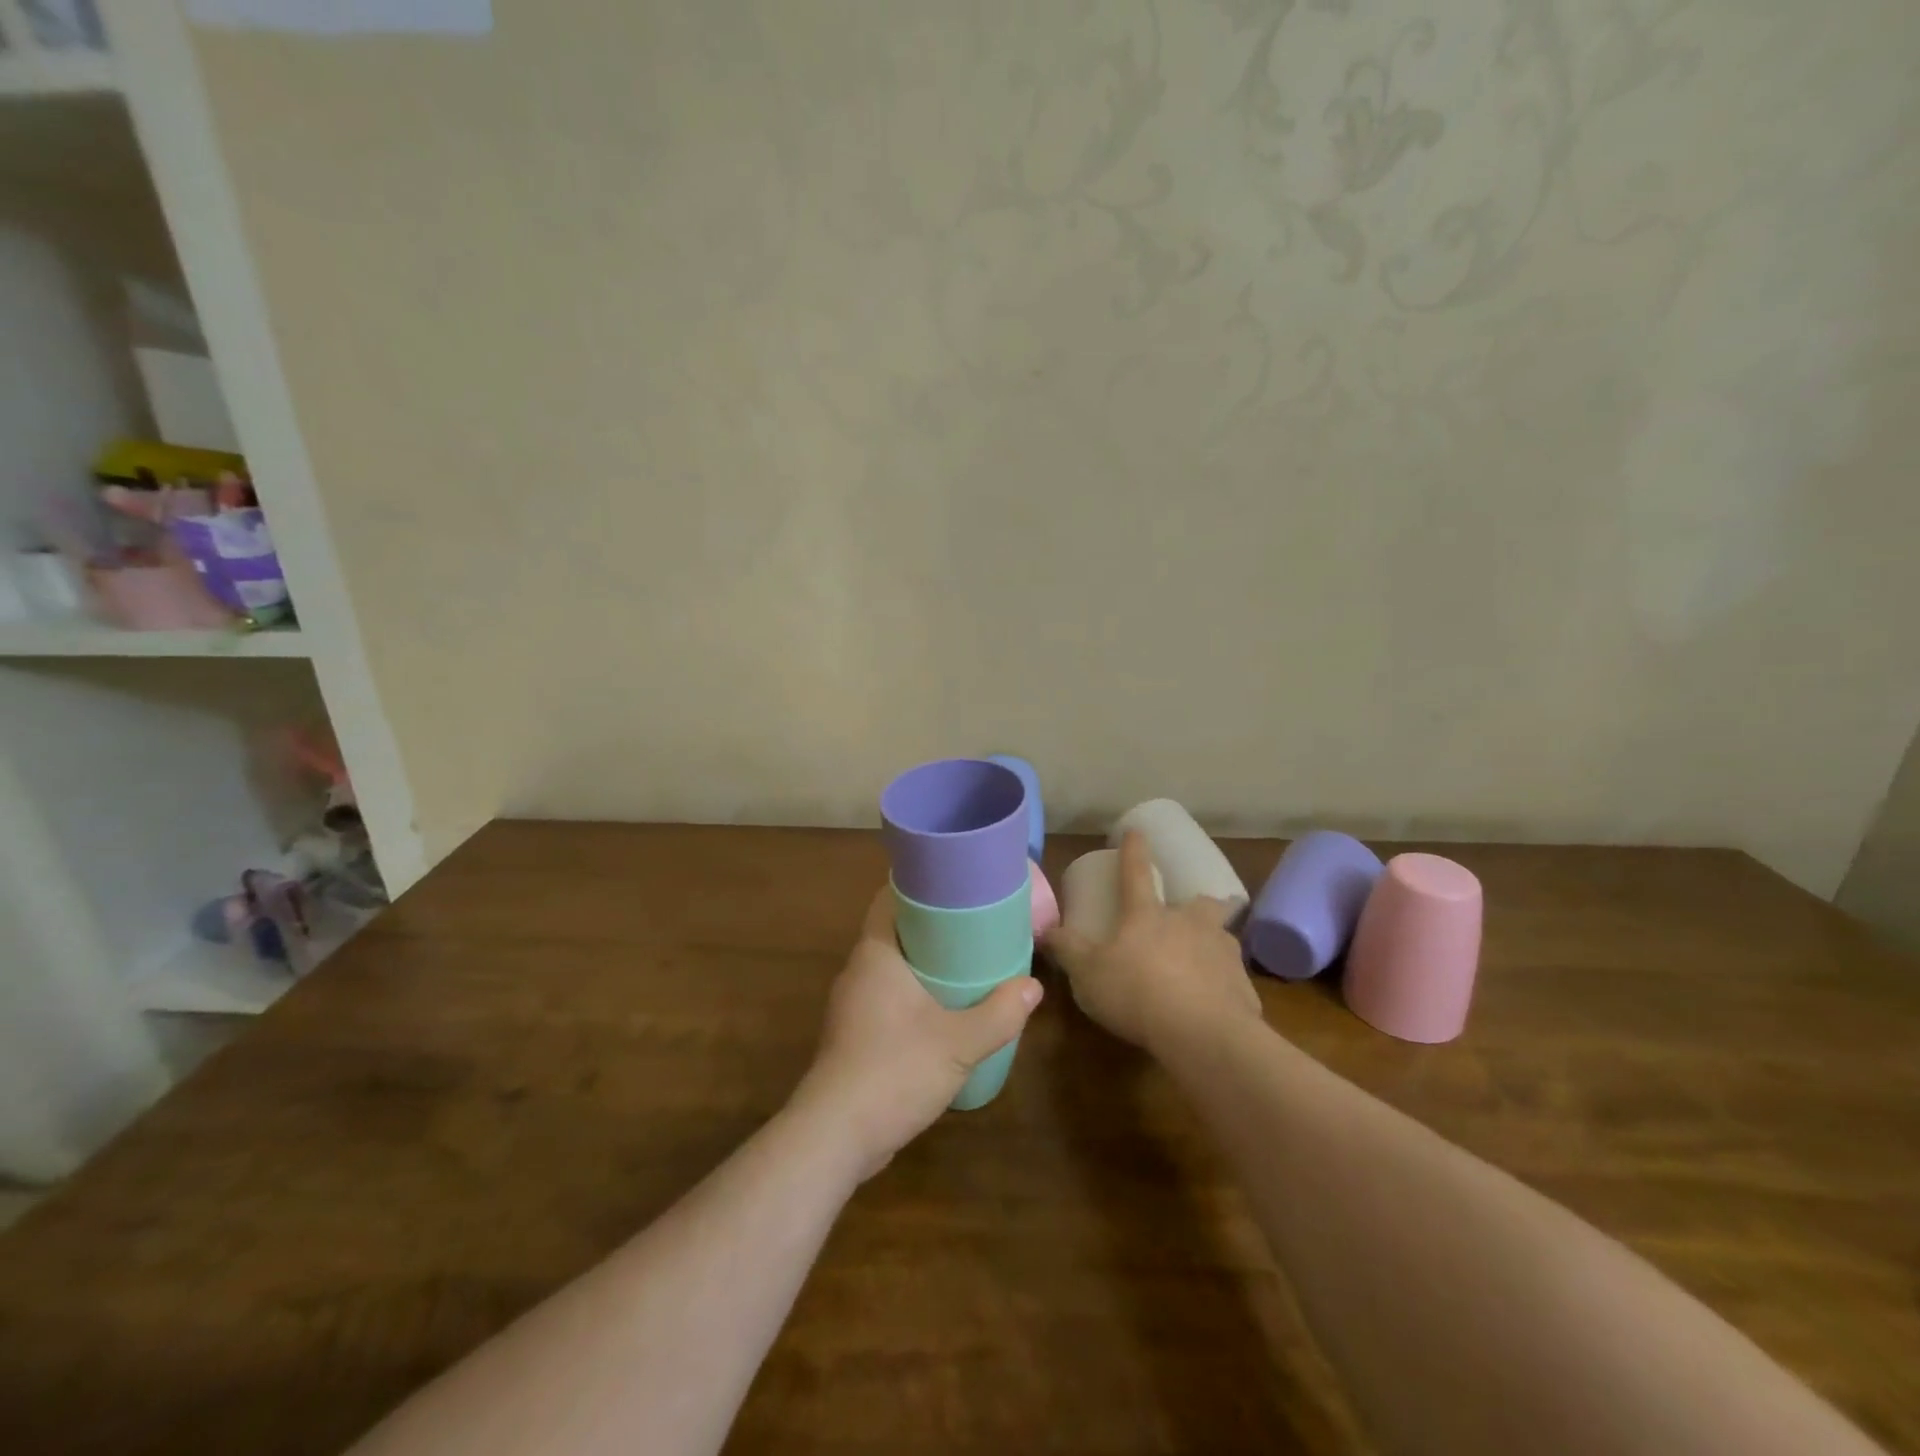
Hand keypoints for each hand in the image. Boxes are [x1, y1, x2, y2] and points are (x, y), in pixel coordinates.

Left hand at [794, 887, 1041, 1178]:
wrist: (835, 1136)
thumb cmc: (894, 1070)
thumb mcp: (959, 1043)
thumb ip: (999, 1014)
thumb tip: (1033, 986)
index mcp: (876, 954)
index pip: (889, 899)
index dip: (920, 886)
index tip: (956, 886)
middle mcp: (859, 971)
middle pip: (896, 932)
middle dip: (933, 928)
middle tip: (975, 926)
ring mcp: (853, 1006)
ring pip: (893, 969)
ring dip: (925, 966)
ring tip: (968, 966)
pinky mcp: (854, 1036)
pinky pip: (888, 999)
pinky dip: (915, 996)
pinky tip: (944, 1013)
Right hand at [1043, 830, 1260, 1055]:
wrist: (1204, 1034)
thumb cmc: (1136, 993)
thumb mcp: (1088, 973)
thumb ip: (1067, 950)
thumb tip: (1044, 929)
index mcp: (1147, 916)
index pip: (1136, 873)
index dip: (1133, 850)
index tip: (1136, 831)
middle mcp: (1189, 925)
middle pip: (1202, 903)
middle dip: (1200, 903)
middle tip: (1192, 914)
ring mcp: (1222, 953)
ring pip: (1223, 938)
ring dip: (1213, 944)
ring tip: (1203, 963)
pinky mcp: (1244, 987)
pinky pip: (1233, 981)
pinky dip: (1225, 987)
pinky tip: (1216, 1006)